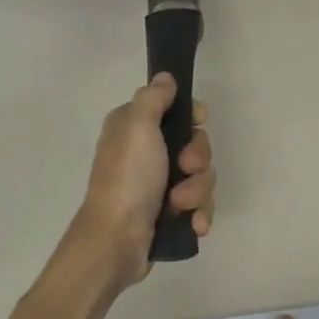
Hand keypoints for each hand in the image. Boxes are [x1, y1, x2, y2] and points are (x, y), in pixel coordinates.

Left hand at [72, 74, 214, 285]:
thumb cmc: (127, 178)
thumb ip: (153, 98)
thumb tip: (165, 77)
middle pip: (196, 144)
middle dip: (198, 160)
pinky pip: (200, 205)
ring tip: (180, 206)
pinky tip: (193, 224)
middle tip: (184, 169)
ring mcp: (159, 185)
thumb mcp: (137, 126)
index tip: (197, 122)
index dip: (193, 117)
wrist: (116, 241)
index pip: (177, 110)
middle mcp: (147, 153)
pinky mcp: (169, 213)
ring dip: (197, 191)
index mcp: (135, 128)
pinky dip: (199, 214)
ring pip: (202, 177)